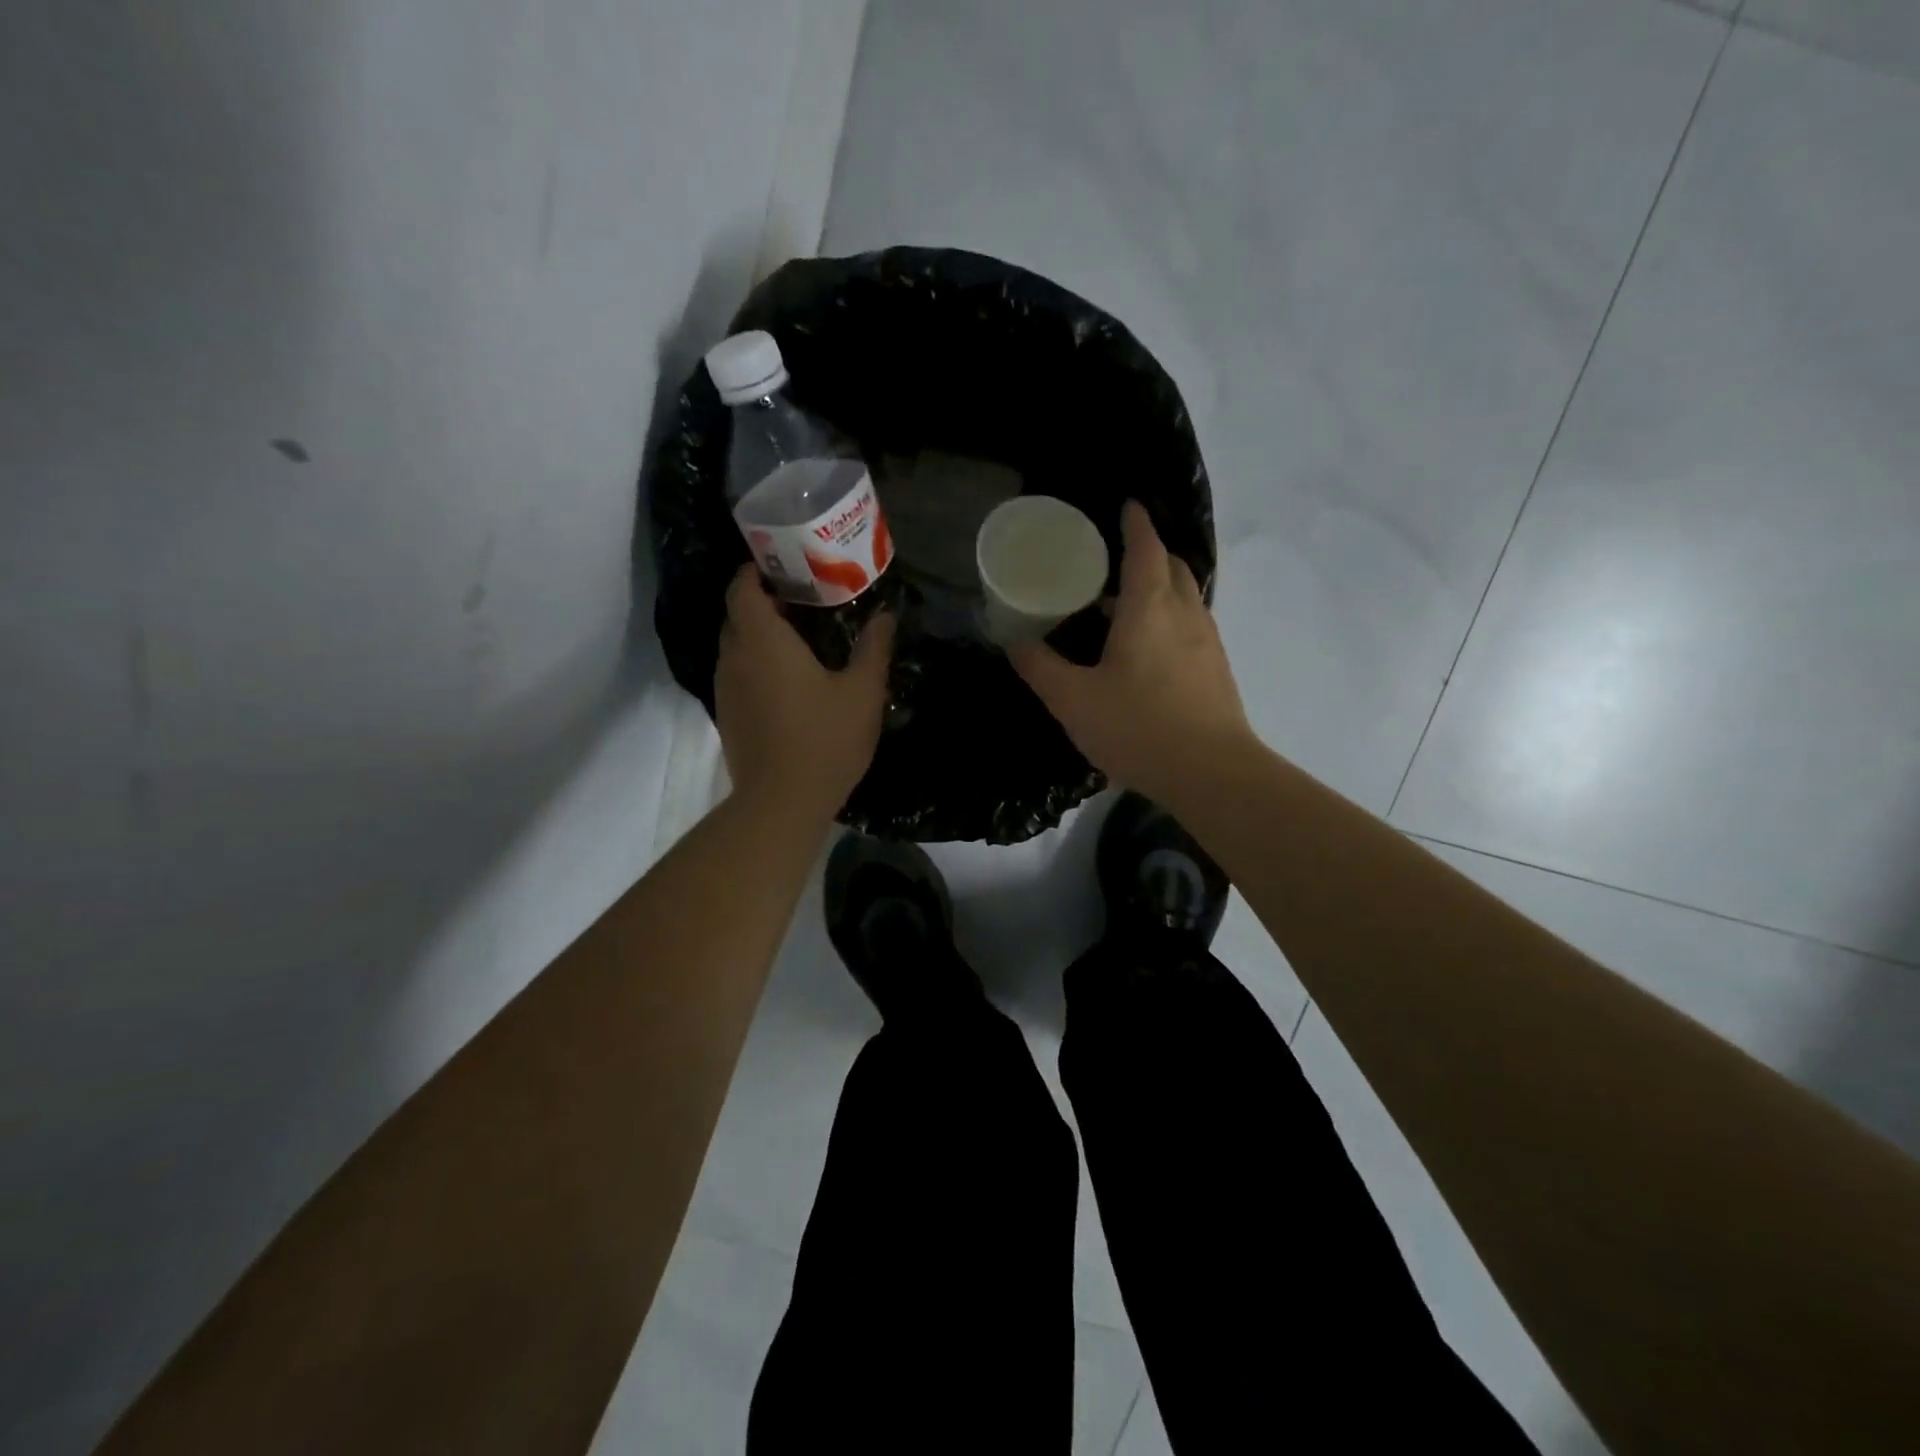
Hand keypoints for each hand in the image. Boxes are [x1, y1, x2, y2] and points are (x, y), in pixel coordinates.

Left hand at [714, 567, 895, 822]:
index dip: (757, 570)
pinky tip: (789, 682)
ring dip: (760, 636)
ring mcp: (725, 688)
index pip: (742, 586)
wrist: (781, 802)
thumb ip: (873, 648)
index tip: (786, 567)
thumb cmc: (824, 740)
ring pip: (736, 646)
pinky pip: (738, 674)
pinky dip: (757, 665)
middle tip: (805, 602)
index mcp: (762, 640)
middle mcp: (734, 657)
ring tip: (800, 640)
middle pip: (738, 614)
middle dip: (765, 601)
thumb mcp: (862, 692)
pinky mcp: (727, 715)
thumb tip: (885, 617)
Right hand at [1010, 501, 1253, 806]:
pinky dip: (1170, 616)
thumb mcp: (1073, 700)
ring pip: (1185, 595)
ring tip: (1124, 604)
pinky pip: (1191, 623)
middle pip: (1172, 566)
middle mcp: (1185, 613)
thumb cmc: (1138, 728)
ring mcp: (1207, 641)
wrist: (1212, 773)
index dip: (1135, 524)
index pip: (1146, 549)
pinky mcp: (1216, 668)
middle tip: (1114, 560)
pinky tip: (1148, 648)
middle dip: (1149, 552)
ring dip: (1160, 586)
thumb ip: (1040, 667)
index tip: (1126, 506)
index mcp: (1149, 608)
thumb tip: (1014, 641)